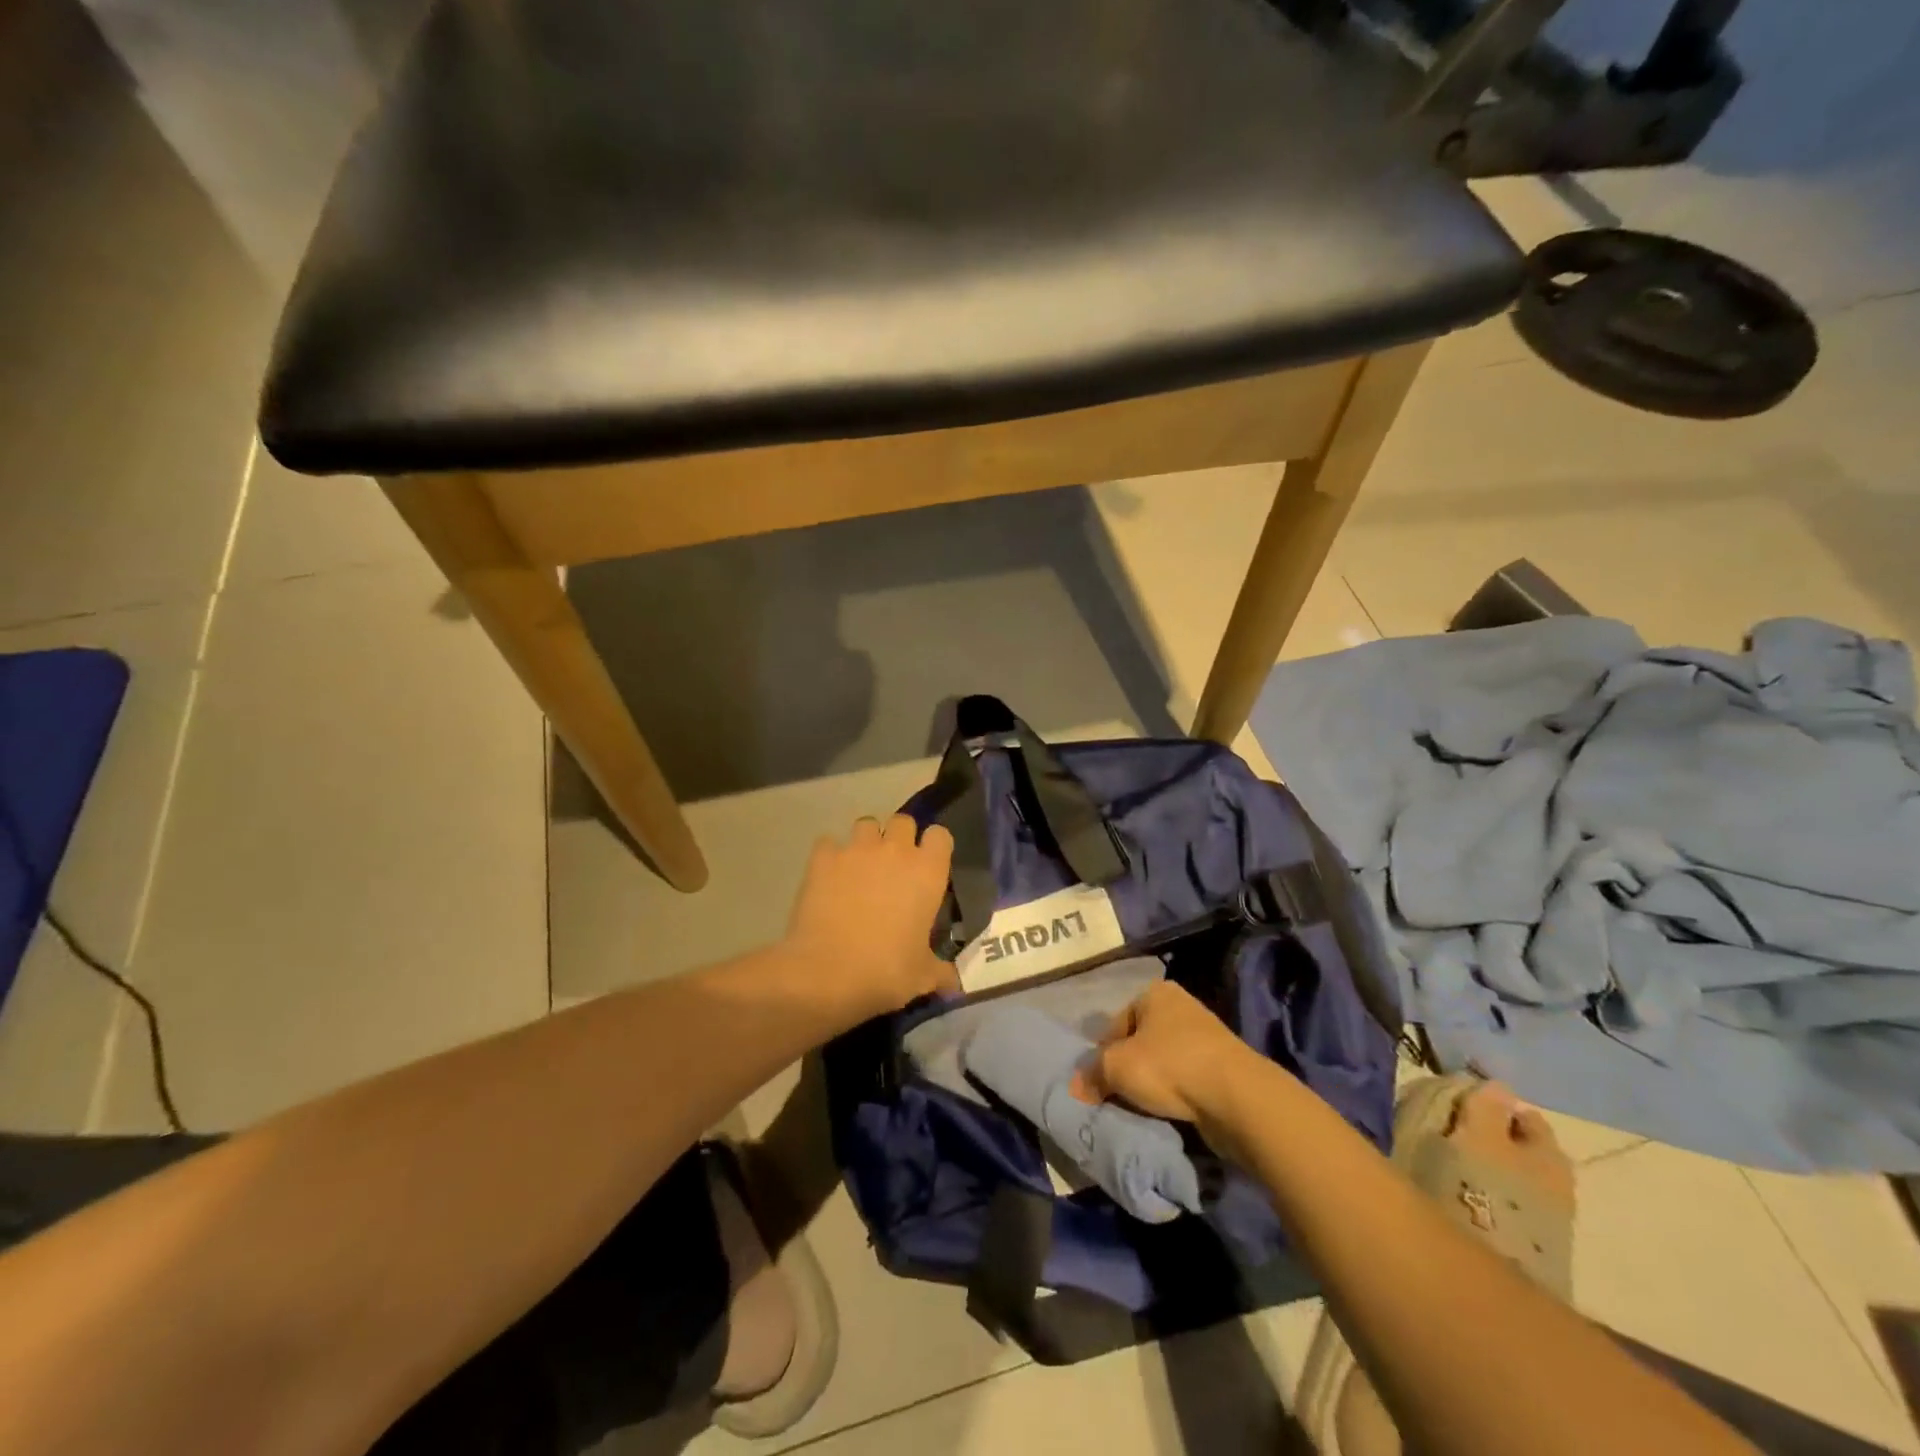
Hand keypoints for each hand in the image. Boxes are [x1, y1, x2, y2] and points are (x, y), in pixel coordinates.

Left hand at [785, 814, 958, 1022]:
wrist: (827, 973)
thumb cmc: (886, 971)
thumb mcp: (922, 976)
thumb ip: (941, 972)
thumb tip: (954, 984)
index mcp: (928, 872)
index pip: (941, 835)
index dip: (935, 848)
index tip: (929, 866)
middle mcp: (895, 851)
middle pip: (903, 821)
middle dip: (900, 838)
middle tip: (894, 867)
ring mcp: (856, 850)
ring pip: (866, 824)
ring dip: (866, 841)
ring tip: (860, 868)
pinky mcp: (823, 859)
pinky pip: (828, 843)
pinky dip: (830, 856)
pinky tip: (828, 878)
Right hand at [1073, 982, 1262, 1127]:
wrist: (1236, 1097)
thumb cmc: (1169, 1066)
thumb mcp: (1117, 1067)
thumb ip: (1093, 1074)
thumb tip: (1077, 1087)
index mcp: (1155, 992)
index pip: (1116, 1023)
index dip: (1103, 1053)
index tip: (1100, 1082)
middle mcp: (1181, 1006)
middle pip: (1140, 1041)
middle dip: (1128, 1068)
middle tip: (1117, 1096)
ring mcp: (1205, 1035)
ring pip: (1163, 1061)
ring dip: (1152, 1083)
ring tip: (1142, 1107)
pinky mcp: (1222, 1066)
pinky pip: (1186, 1078)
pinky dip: (1175, 1094)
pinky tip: (1169, 1112)